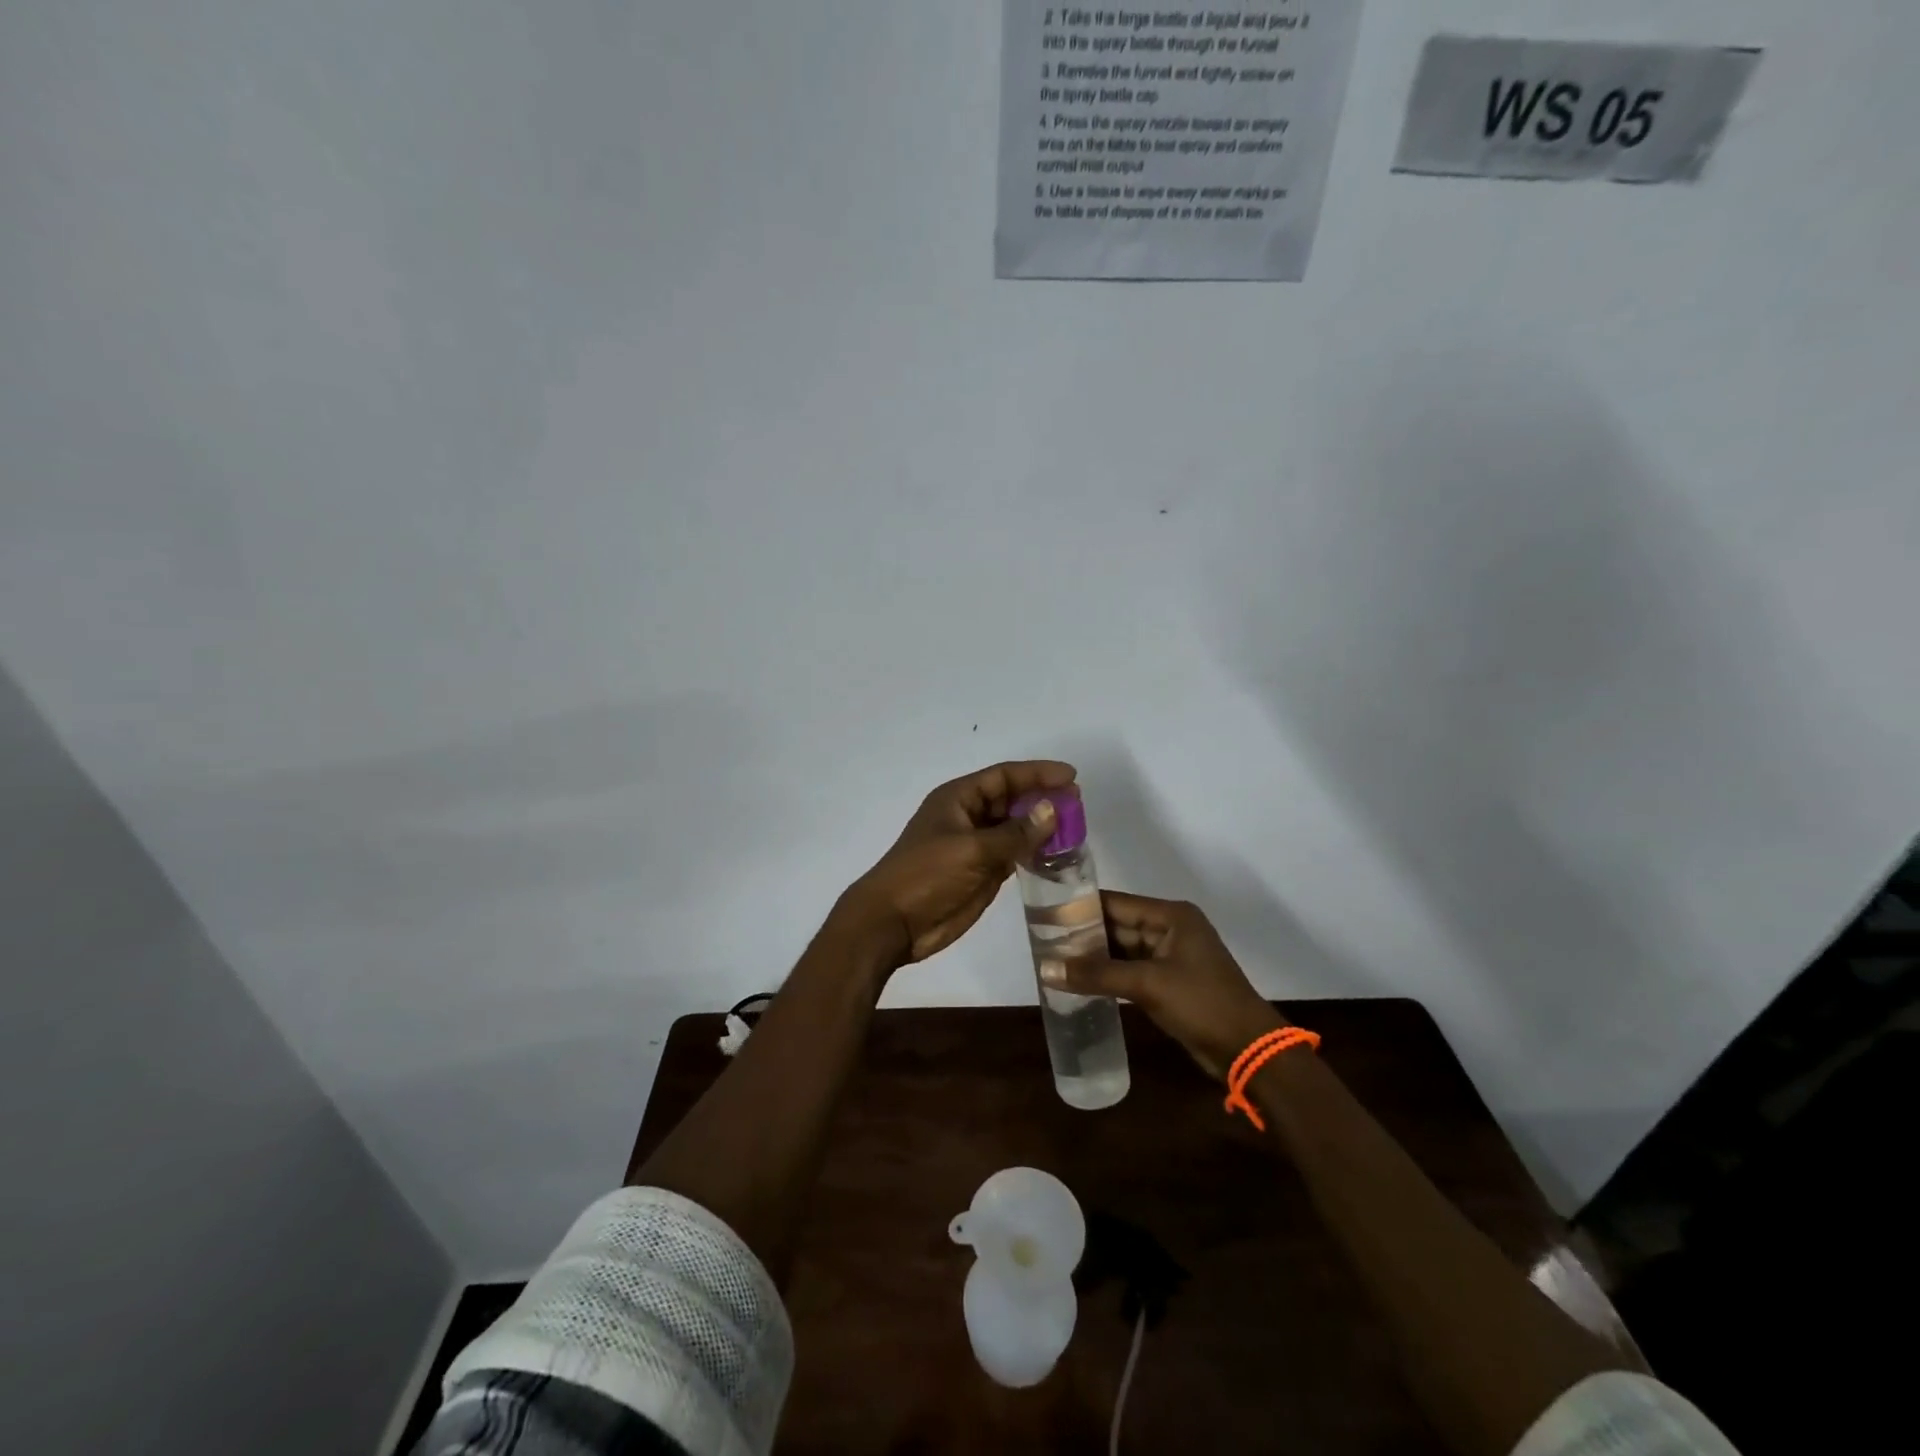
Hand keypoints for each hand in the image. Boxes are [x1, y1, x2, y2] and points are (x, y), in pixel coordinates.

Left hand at [837, 760, 1075, 966]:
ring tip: (1075, 828)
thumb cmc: (927, 875)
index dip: (1037, 773)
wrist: (894, 923)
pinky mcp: (982, 872)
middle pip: (1011, 800)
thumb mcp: (972, 849)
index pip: (1003, 776)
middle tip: (1078, 804)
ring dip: (1041, 827)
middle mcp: (968, 817)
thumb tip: (1052, 811)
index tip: (1071, 776)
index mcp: (958, 799)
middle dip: (1043, 798)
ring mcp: (975, 846)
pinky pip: (1014, 854)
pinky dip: (1035, 852)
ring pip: (1015, 828)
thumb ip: (1015, 833)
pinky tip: (1058, 854)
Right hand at [1041, 892, 1283, 1080]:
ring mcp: (1170, 956)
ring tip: (1053, 959)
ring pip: (1122, 950)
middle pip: (1117, 925)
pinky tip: (1079, 981)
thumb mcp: (1147, 985)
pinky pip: (1130, 970)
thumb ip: (1096, 974)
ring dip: (1093, 957)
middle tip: (1042, 939)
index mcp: (1171, 916)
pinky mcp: (1168, 982)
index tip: (1044, 912)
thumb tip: (1045, 968)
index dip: (1081, 907)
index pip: (1116, 903)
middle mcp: (1170, 929)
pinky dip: (1107, 975)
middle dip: (1083, 934)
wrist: (1248, 1050)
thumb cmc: (1202, 1003)